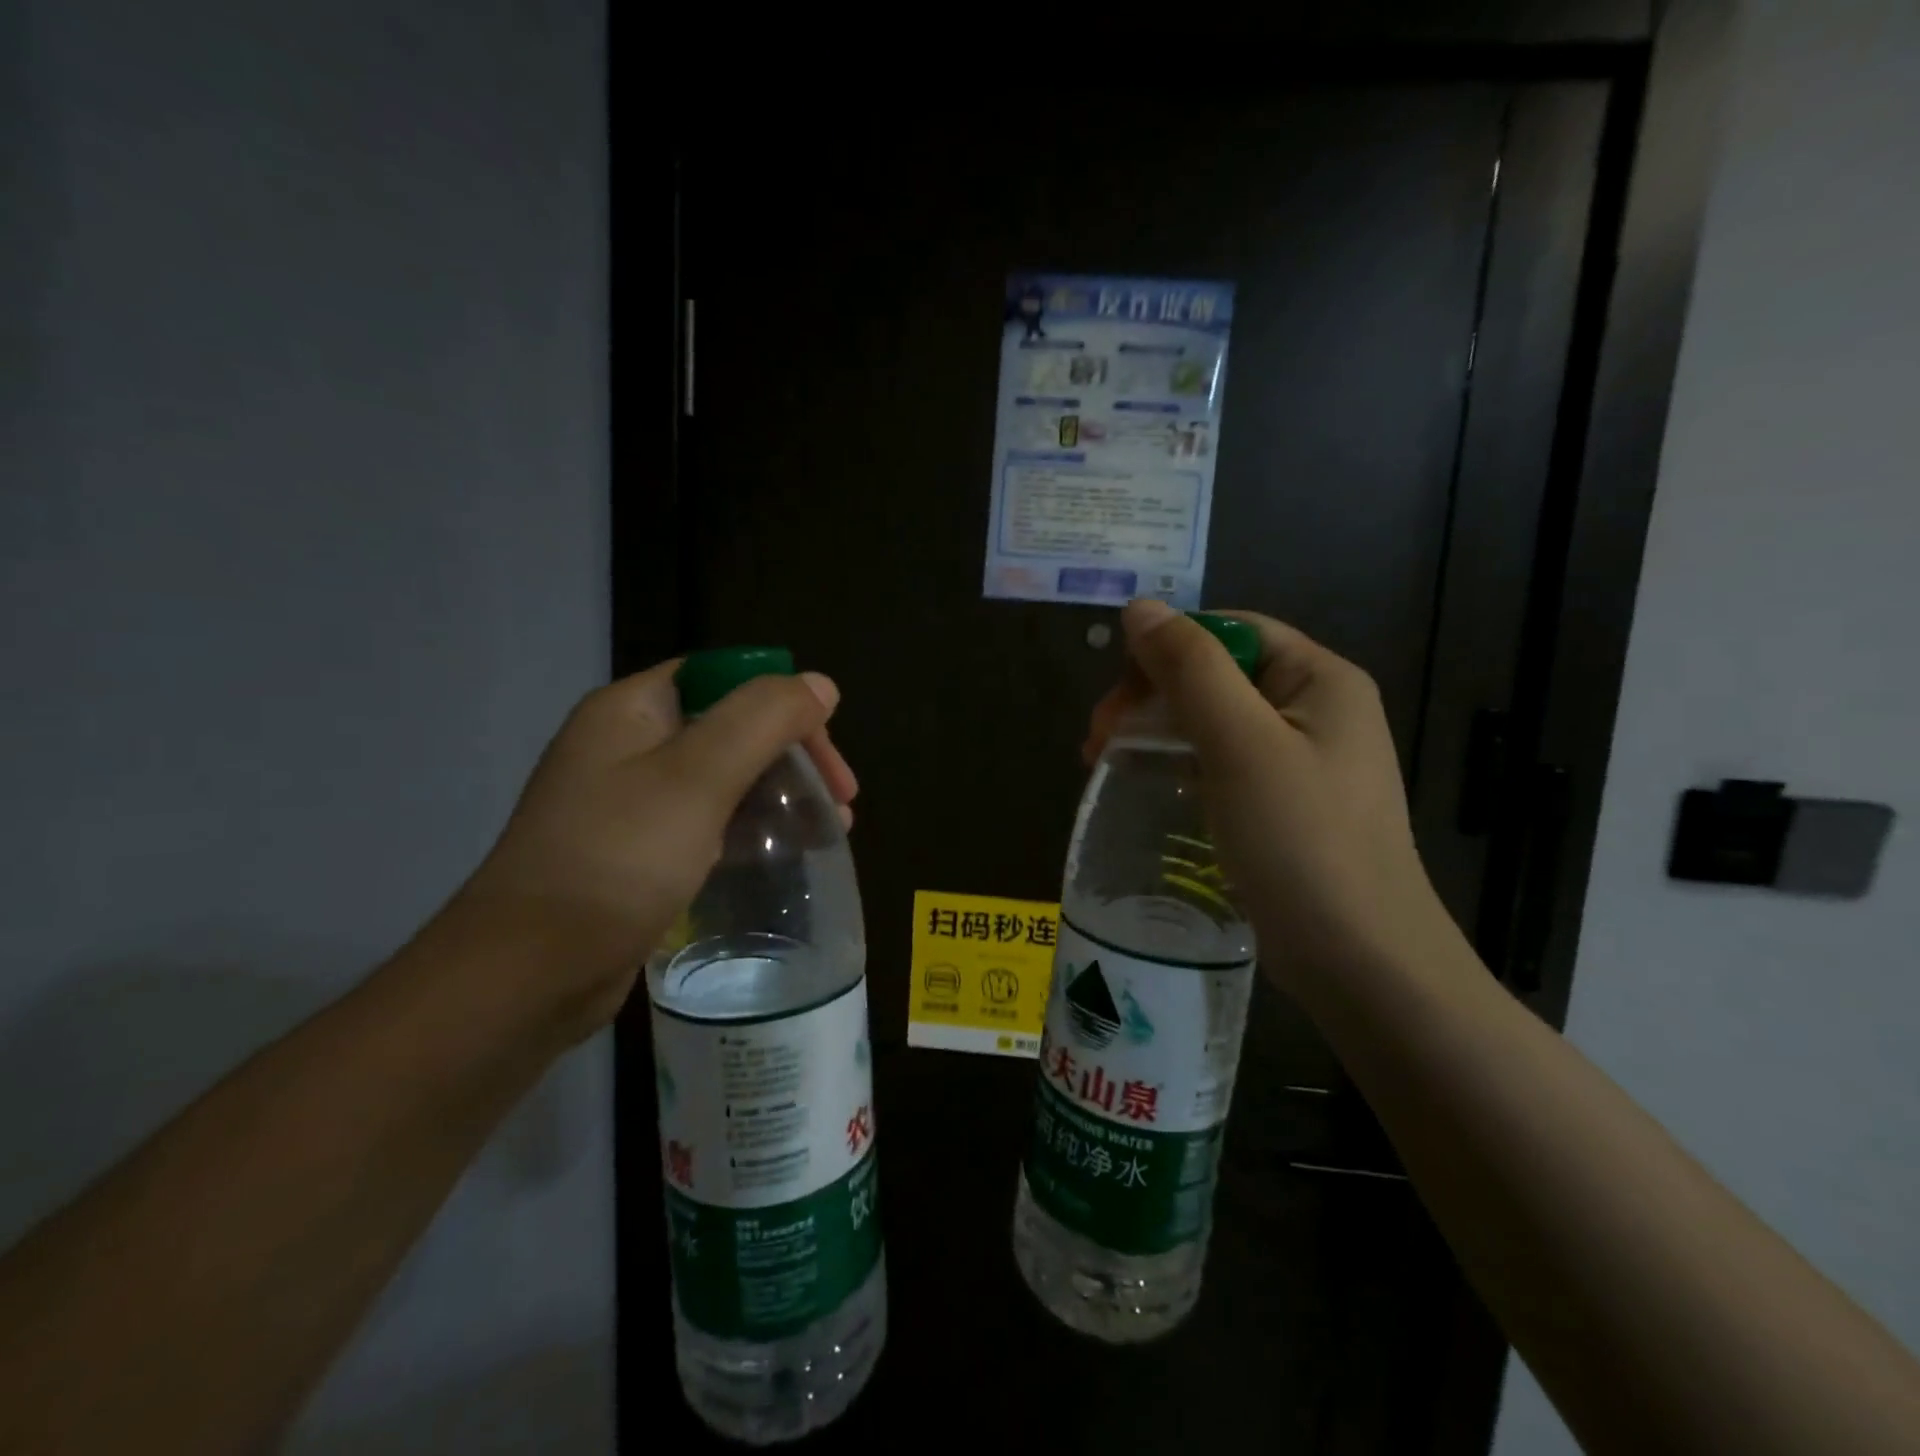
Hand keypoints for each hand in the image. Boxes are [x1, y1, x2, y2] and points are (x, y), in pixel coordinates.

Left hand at [447, 661, 856, 1035]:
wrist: (529, 972)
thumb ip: (764, 719)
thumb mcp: (698, 777)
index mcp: (632, 710)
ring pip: (723, 779)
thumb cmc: (618, 859)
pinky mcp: (636, 853)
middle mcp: (627, 746)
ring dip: (779, 795)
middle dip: (792, 757)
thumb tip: (820, 684)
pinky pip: (706, 823)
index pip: (726, 680)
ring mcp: (629, 802)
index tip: (826, 756)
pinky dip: (749, 830)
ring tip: (828, 831)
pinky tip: (782, 855)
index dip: (785, 706)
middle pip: (731, 728)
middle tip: (840, 801)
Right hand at [1088, 599, 1446, 981]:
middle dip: (1151, 697)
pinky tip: (1149, 788)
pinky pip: (1223, 764)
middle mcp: (1316, 710)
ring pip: (1214, 722)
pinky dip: (1180, 766)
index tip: (1116, 696)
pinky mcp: (1285, 806)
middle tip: (1098, 741)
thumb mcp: (1239, 745)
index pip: (1230, 631)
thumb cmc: (1301, 842)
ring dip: (1157, 732)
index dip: (1166, 649)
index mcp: (1319, 680)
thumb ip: (1190, 669)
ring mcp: (1303, 762)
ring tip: (1105, 763)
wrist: (1361, 962)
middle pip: (1218, 676)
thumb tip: (1140, 608)